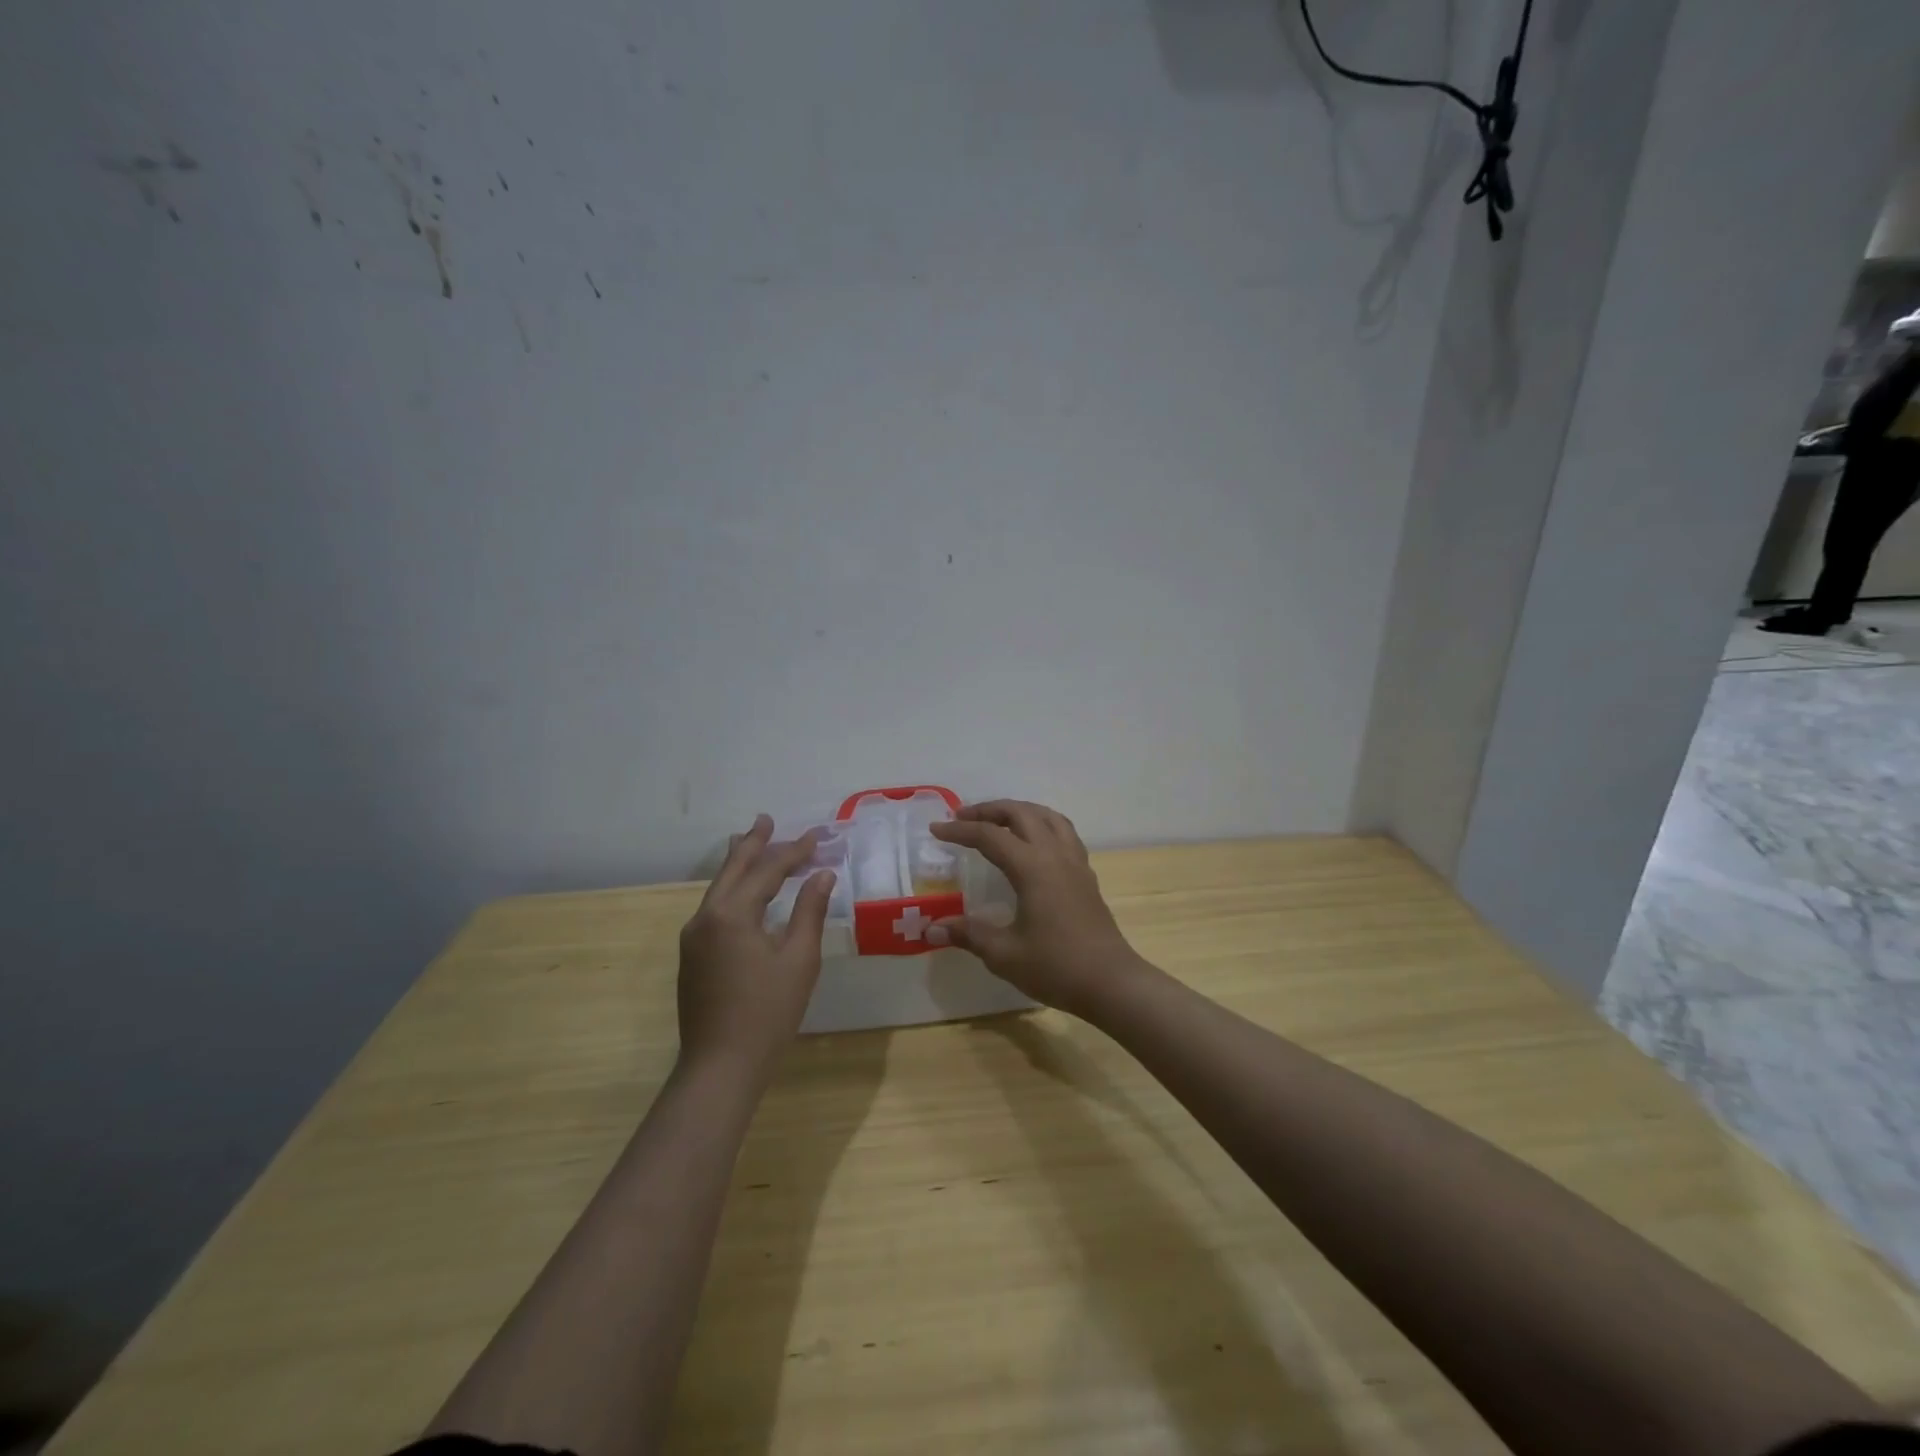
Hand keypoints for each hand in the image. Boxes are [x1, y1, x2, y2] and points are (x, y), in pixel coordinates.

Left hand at [677, 815, 834, 1081]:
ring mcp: (694, 937)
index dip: (794, 852)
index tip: (818, 837)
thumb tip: (822, 875)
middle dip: (754, 844)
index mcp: (732, 914)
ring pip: (719, 888)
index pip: (767, 871)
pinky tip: (742, 892)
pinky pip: (714, 907)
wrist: (720, 1066)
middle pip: (733, 870)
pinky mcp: (692, 956)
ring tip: (750, 841)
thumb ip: (809, 912)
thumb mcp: (799, 960)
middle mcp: (706, 917)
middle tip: (767, 820)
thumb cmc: (767, 1013)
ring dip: (740, 864)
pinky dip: (732, 889)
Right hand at [928, 800, 1145, 1017]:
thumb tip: (931, 927)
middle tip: (963, 818)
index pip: (989, 836)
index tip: (936, 830)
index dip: (960, 831)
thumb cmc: (1056, 966)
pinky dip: (1042, 824)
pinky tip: (1034, 842)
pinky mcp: (1086, 875)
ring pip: (1047, 816)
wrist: (1111, 982)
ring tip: (998, 820)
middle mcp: (1055, 854)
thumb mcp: (1004, 954)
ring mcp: (1075, 862)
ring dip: (1019, 810)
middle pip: (1021, 813)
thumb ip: (968, 934)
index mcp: (1032, 867)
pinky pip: (1063, 832)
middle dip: (989, 810)